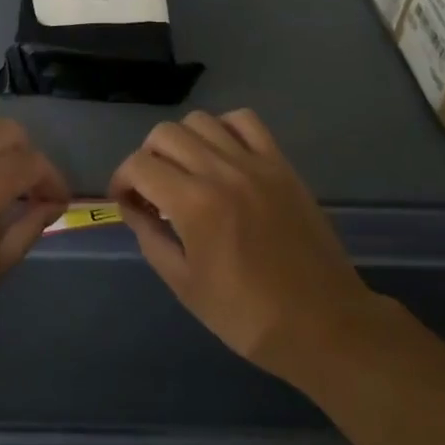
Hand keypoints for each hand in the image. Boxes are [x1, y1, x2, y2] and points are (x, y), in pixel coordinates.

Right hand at [110, 109, 381, 387]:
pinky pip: (245, 121)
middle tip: (152, 189)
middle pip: (165, 134)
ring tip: (186, 171)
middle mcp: (221, 172)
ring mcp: (255, 163)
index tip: (125, 200)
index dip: (121, 179)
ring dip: (182, 141)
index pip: (139, 165)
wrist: (323, 324)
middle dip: (147, 158)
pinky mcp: (281, 164)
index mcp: (194, 205)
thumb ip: (151, 238)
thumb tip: (133, 207)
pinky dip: (224, 128)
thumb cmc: (248, 316)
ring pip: (201, 120)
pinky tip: (222, 155)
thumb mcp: (185, 286)